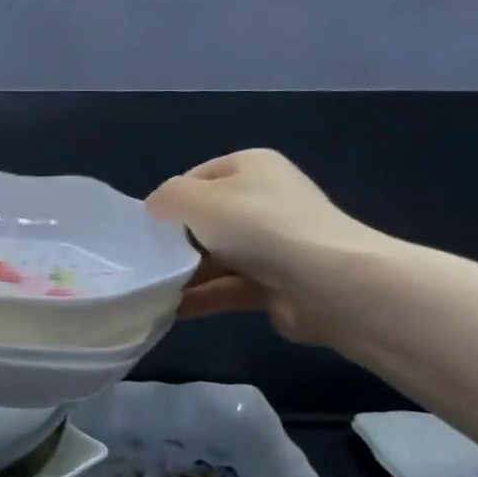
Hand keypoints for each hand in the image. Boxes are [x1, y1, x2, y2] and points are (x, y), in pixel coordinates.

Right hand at [146, 150, 384, 344]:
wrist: (329, 283)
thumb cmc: (257, 226)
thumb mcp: (195, 199)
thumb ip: (165, 198)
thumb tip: (156, 211)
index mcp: (251, 167)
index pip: (197, 178)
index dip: (170, 200)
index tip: (149, 227)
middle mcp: (265, 200)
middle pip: (206, 219)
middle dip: (176, 240)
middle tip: (148, 260)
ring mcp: (274, 244)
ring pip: (216, 256)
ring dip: (186, 273)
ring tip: (152, 289)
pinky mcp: (277, 284)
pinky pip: (229, 287)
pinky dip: (202, 297)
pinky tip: (172, 309)